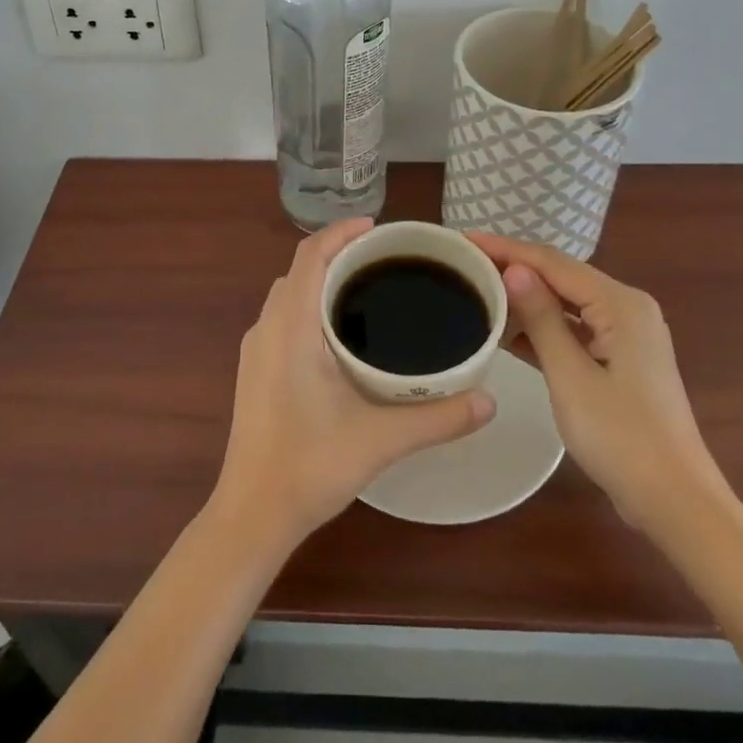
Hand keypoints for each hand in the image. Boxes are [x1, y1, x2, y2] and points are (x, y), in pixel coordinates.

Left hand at [211, 218, 496, 547]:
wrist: (251, 514)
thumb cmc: (309, 467)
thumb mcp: (380, 440)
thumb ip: (438, 418)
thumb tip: (490, 401)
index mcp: (290, 327)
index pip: (309, 255)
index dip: (340, 232)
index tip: (378, 228)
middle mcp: (267, 328)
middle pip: (300, 270)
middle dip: (338, 255)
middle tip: (386, 261)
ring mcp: (256, 350)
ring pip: (289, 295)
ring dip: (322, 281)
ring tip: (368, 290)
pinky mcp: (255, 371)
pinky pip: (283, 318)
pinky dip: (309, 307)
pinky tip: (341, 336)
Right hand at [470, 234, 727, 535]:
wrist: (676, 502)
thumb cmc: (621, 437)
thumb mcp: (570, 375)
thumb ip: (541, 318)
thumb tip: (513, 268)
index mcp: (620, 304)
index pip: (553, 263)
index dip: (506, 249)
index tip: (464, 239)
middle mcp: (627, 307)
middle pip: (561, 276)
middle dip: (514, 267)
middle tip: (465, 262)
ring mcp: (626, 334)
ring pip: (566, 302)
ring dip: (526, 297)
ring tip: (478, 288)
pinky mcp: (620, 358)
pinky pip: (575, 329)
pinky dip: (543, 327)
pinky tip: (506, 331)